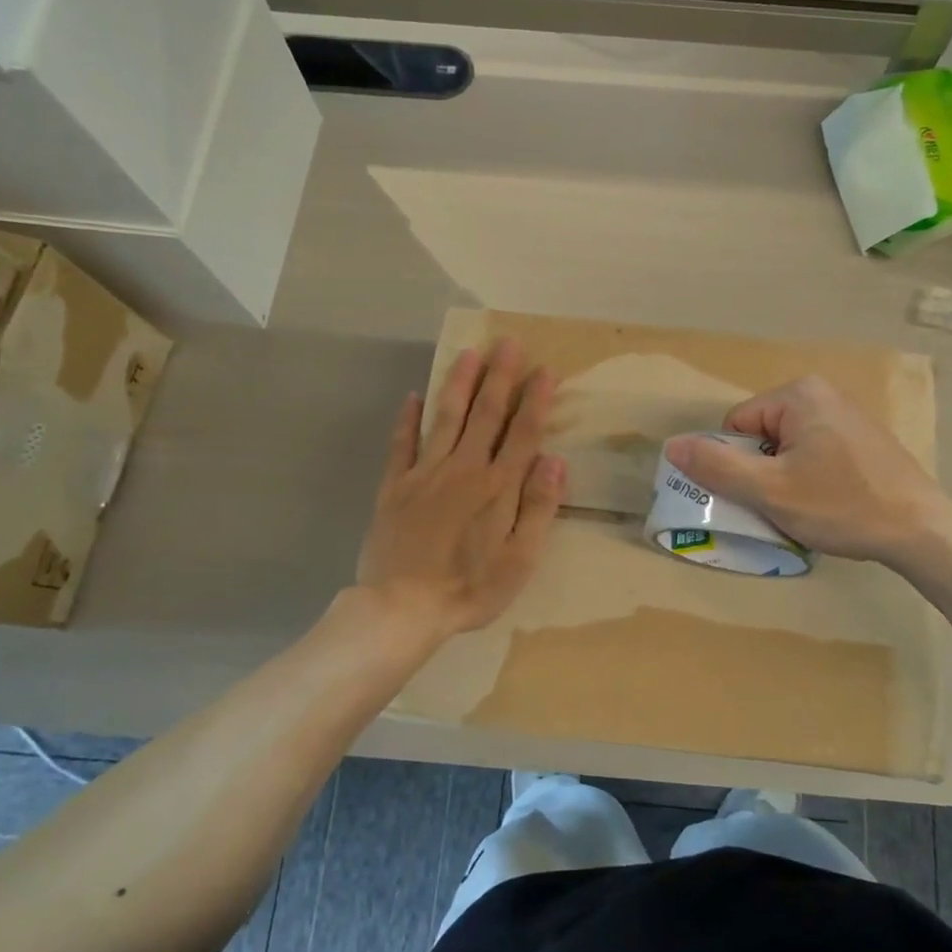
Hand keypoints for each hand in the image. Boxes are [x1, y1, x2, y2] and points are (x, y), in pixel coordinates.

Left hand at [357, 339, 565, 641]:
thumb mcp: (520, 560)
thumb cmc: (469, 589)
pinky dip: (407, 419)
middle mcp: (463, 469)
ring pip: (446, 418)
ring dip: (459, 384)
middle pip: (485, 414)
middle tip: (508, 343)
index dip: (535, 400)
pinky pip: (402, 444)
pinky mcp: (395, 486)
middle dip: (500, 377)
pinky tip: (413, 396)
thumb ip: (539, 508)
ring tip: (469, 354)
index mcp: (498, 487)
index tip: (544, 369)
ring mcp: (425, 474)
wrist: (402, 608)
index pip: (523, 433)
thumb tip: (556, 460)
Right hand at [663, 376, 949, 564]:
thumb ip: (716, 467)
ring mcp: (848, 415)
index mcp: (798, 394)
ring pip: (788, 449)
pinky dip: (811, 478)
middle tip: (782, 505)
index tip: (761, 494)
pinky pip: (815, 453)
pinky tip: (831, 503)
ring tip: (808, 508)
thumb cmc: (841, 506)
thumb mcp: (769, 491)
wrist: (921, 530)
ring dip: (785, 479)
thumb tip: (671, 445)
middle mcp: (824, 393)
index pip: (736, 426)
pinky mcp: (864, 439)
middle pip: (762, 436)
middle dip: (763, 472)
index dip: (737, 465)